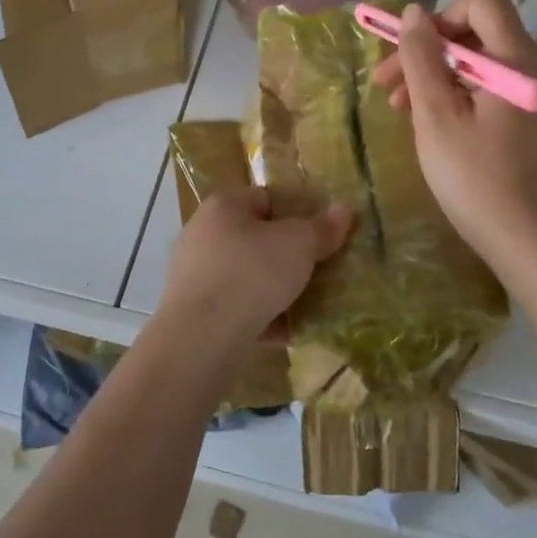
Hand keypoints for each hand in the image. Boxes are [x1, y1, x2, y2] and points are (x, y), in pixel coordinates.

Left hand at [155, 187, 351, 356]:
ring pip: (245, 277)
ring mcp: (193, 274)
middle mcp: (202, 233)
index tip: (319, 236)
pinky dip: (258, 318)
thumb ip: (321, 228)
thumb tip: (344, 208)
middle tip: (316, 272)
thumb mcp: (298, 246)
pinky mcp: (192, 311)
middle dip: (285, 257)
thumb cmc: (251, 274)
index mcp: (223, 206)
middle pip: (255, 239)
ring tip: (306, 305)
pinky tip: (285, 333)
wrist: (200, 338)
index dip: (296, 214)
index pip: (265, 199)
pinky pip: (234, 308)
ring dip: (273, 291)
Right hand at [369, 0, 536, 276]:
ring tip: (399, 108)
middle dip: (427, 50)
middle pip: (475, 30)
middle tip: (386, 86)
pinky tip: (429, 121)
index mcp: (516, 60)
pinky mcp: (529, 114)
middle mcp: (533, 66)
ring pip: (477, 59)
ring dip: (435, 74)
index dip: (439, 17)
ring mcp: (534, 92)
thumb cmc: (475, 179)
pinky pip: (488, 84)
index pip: (480, 0)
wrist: (527, 241)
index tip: (410, 54)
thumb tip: (413, 12)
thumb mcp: (436, 116)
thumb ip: (421, 58)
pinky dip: (455, 92)